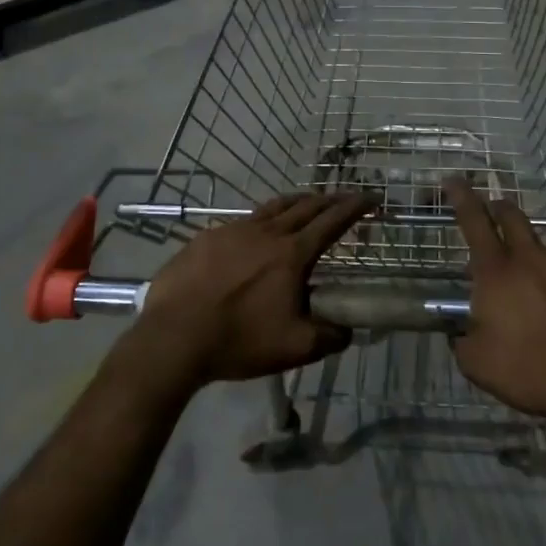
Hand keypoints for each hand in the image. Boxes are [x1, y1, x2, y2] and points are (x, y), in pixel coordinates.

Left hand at [134, 193, 375, 386]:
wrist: (174, 337)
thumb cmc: (239, 340)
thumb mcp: (295, 348)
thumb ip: (330, 336)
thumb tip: (348, 329)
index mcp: (292, 254)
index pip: (332, 221)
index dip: (355, 207)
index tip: (371, 197)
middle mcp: (267, 232)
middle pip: (305, 206)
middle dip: (330, 199)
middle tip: (344, 199)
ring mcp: (234, 230)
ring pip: (273, 207)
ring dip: (297, 202)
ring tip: (307, 202)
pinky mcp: (207, 237)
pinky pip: (243, 221)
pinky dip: (262, 219)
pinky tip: (256, 233)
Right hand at [446, 177, 545, 420]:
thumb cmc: (531, 372)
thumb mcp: (477, 364)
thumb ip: (463, 338)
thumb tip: (461, 330)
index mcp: (496, 272)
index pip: (473, 222)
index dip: (461, 197)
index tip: (453, 179)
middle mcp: (531, 256)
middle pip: (511, 216)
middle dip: (499, 209)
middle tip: (495, 213)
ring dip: (542, 264)